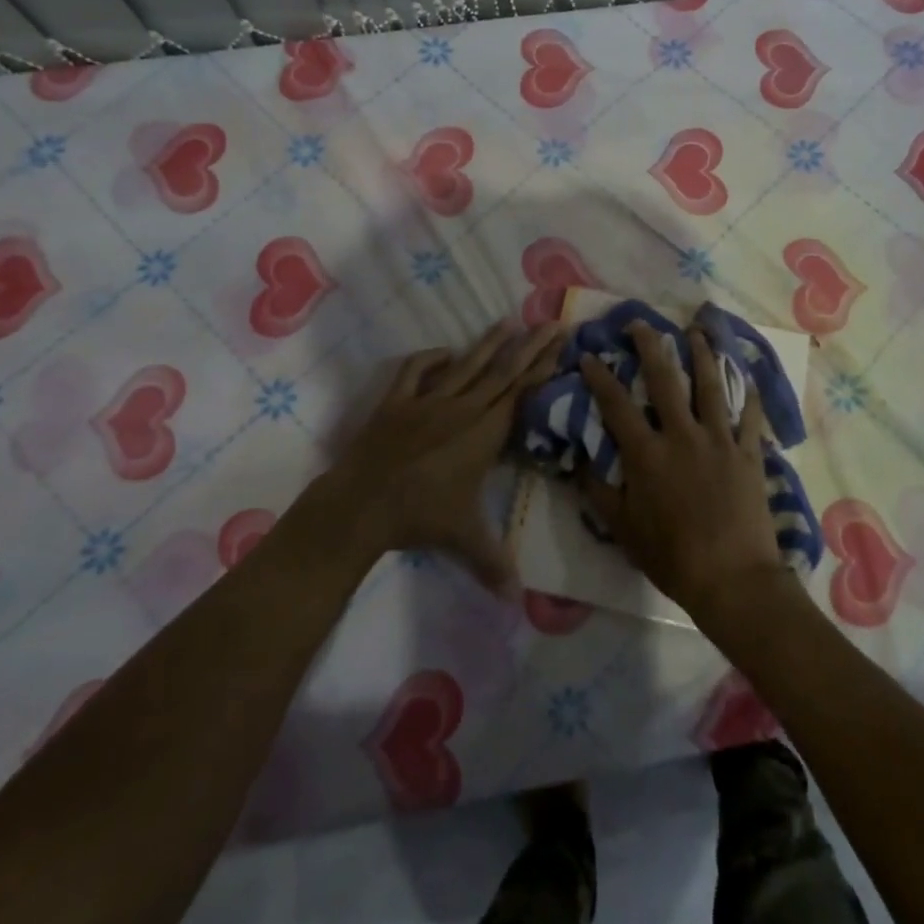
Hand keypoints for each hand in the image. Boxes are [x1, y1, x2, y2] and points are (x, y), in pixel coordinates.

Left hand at [332, 319, 563, 596]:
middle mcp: (462, 408)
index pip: (521, 393)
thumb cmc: (419, 517)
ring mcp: (427, 400)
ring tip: (508, 322)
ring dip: (489, 343)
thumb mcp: (463, 538)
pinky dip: (431, 358)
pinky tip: (445, 352)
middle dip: (530, 346)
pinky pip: (416, 371)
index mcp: (484, 432)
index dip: (543, 367)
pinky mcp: (396, 401)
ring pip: (466, 365)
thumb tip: (518, 601)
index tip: (561, 343)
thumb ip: (493, 563)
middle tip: (551, 322)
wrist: (362, 503)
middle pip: (502, 371)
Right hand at [579, 322, 790, 619]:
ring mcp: (719, 440)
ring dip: (701, 354)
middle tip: (640, 324)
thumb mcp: (624, 529)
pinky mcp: (749, 453)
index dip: (600, 377)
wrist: (733, 580)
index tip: (590, 356)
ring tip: (695, 331)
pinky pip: (749, 416)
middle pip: (664, 380)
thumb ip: (600, 492)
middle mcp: (681, 435)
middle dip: (649, 347)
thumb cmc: (673, 557)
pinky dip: (748, 395)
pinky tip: (747, 377)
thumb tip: (580, 462)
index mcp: (647, 454)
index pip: (616, 405)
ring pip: (710, 386)